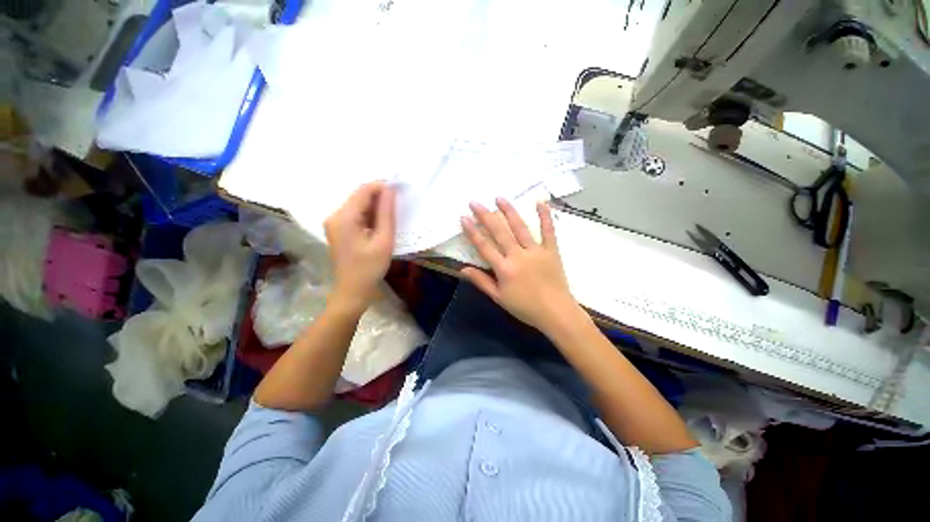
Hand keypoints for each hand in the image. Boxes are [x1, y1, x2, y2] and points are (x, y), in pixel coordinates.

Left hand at [324, 182, 395, 311]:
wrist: (353, 290)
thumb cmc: (370, 268)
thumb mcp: (384, 240)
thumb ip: (387, 213)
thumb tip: (390, 190)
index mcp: (344, 217)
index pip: (363, 191)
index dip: (382, 186)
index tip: (400, 190)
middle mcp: (334, 215)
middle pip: (359, 196)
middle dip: (379, 197)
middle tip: (397, 206)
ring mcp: (334, 222)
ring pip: (358, 204)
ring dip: (375, 206)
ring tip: (390, 217)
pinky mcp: (337, 228)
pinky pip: (355, 214)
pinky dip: (369, 214)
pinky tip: (379, 224)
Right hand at [460, 198, 582, 334]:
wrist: (556, 313)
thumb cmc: (525, 308)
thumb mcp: (499, 298)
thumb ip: (481, 281)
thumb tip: (463, 270)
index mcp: (504, 269)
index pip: (484, 246)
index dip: (472, 231)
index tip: (464, 217)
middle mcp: (518, 256)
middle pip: (499, 232)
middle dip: (485, 215)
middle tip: (475, 202)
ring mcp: (536, 251)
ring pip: (520, 227)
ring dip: (509, 211)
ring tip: (499, 197)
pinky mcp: (551, 251)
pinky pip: (548, 231)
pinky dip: (545, 216)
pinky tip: (540, 202)